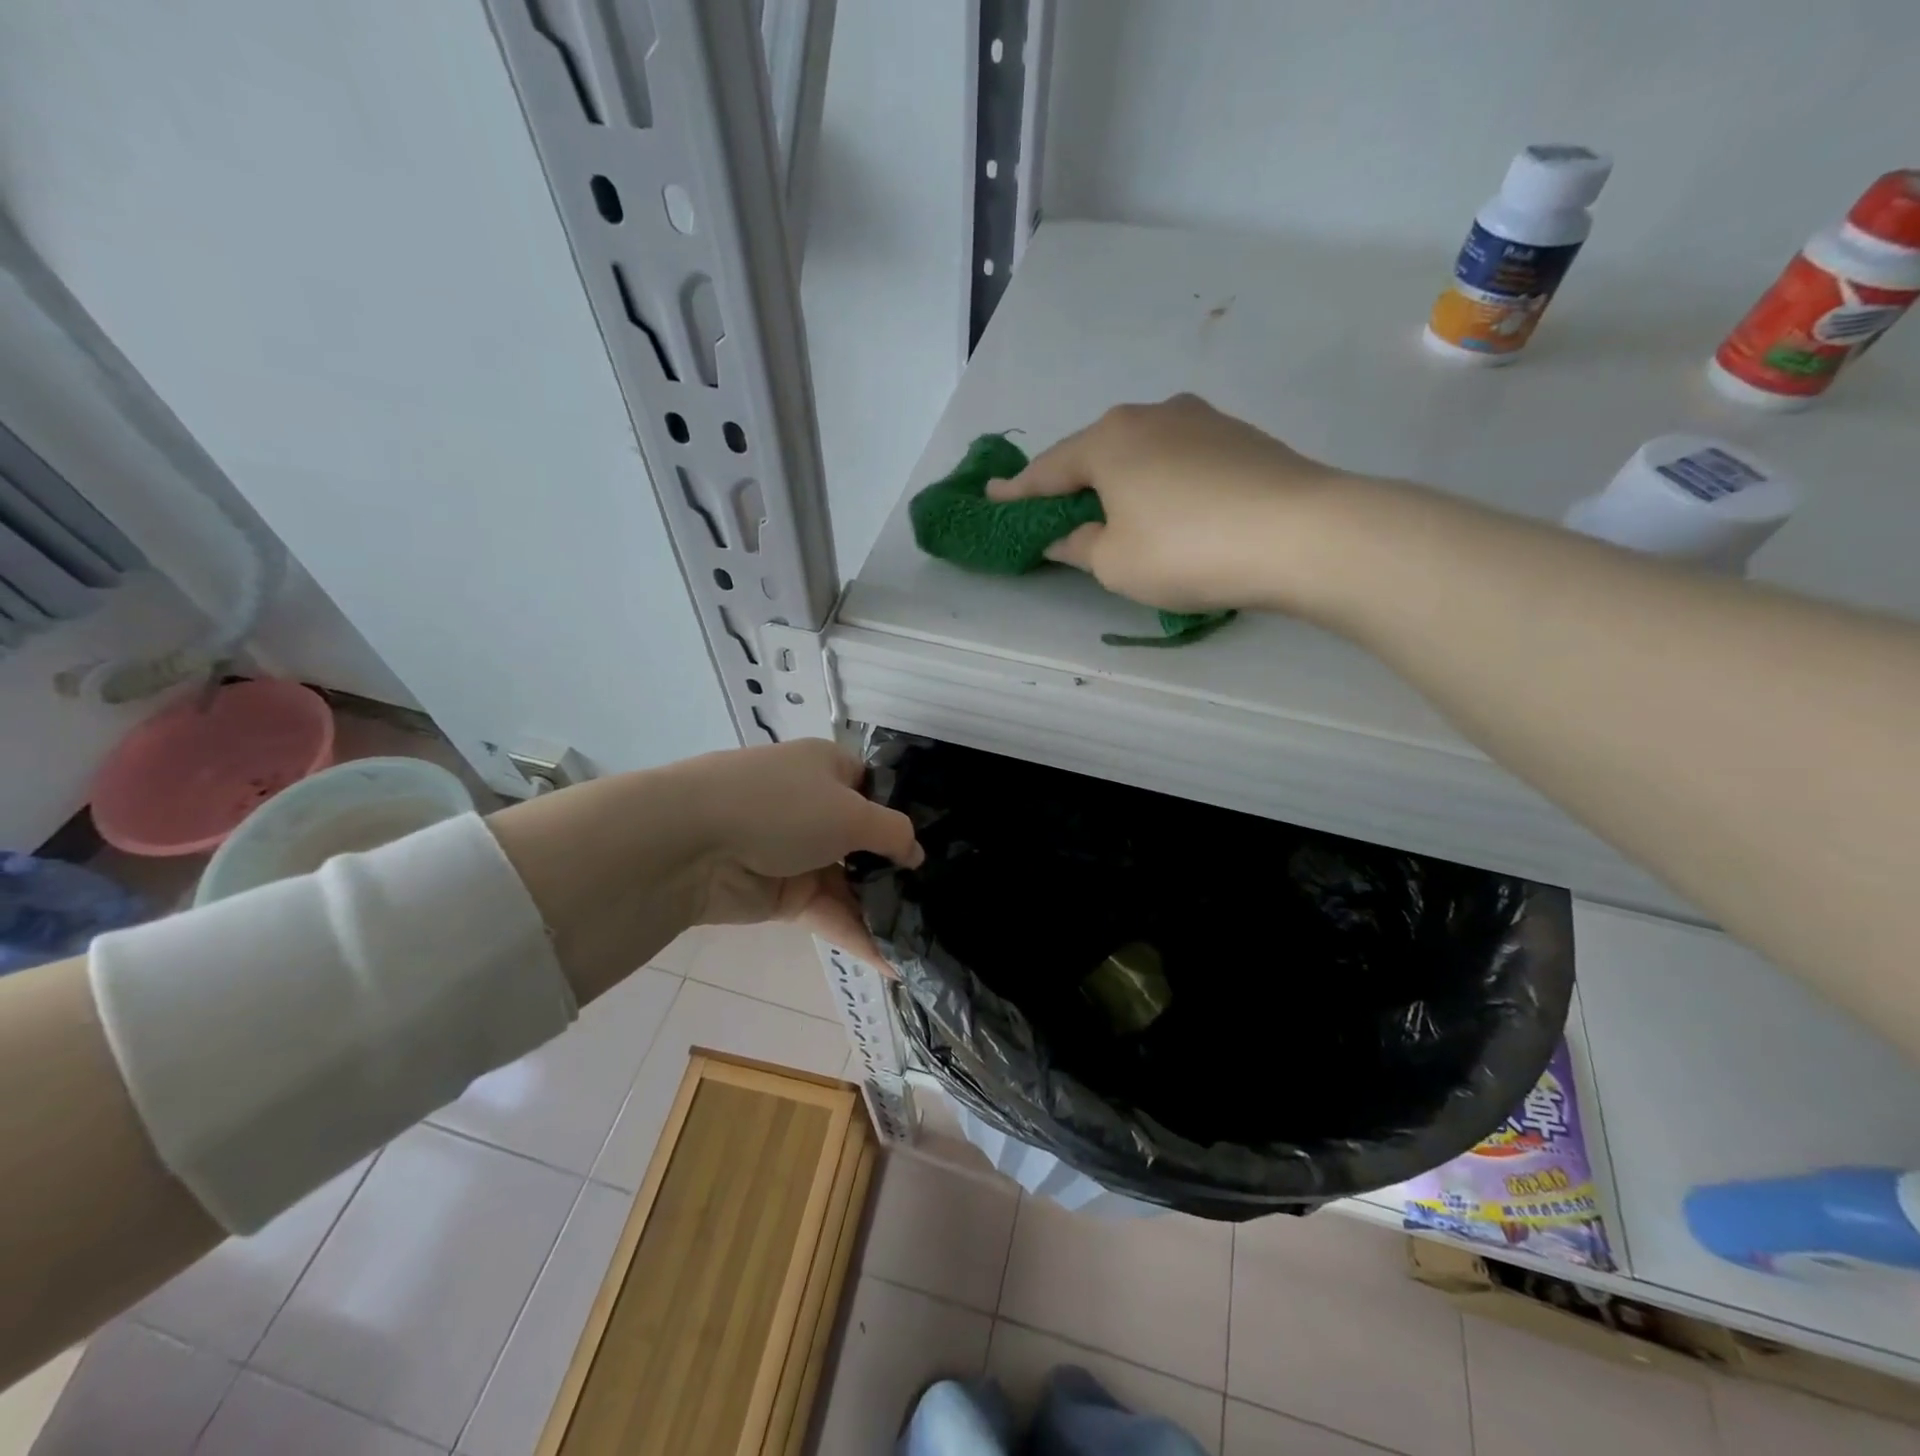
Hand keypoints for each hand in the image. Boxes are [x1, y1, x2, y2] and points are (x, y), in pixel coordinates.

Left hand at [675, 739, 921, 958]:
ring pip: (849, 882)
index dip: (903, 816)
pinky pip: (829, 913)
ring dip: (881, 909)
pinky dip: (857, 935)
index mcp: (829, 768)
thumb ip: (893, 833)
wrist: (689, 843)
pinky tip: (893, 963)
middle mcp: (815, 806)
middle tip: (939, 900)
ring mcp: (797, 852)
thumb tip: (916, 854)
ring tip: (925, 938)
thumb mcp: (851, 812)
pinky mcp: (782, 895)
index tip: (937, 848)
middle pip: (865, 841)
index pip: (876, 789)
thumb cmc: (781, 807)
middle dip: (897, 870)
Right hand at [985, 394, 1348, 615]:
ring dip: (1121, 481)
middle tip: (1054, 509)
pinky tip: (1170, 509)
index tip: (991, 497)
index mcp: (1108, 440)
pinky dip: (1161, 483)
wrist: (1301, 533)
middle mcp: (1151, 415)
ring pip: (1142, 452)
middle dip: (1073, 482)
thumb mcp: (1113, 562)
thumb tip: (1064, 535)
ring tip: (1114, 512)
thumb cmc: (1185, 549)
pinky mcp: (1241, 437)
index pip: (1048, 470)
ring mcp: (1201, 420)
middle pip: (1096, 452)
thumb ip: (1078, 545)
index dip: (1017, 492)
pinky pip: (1180, 460)